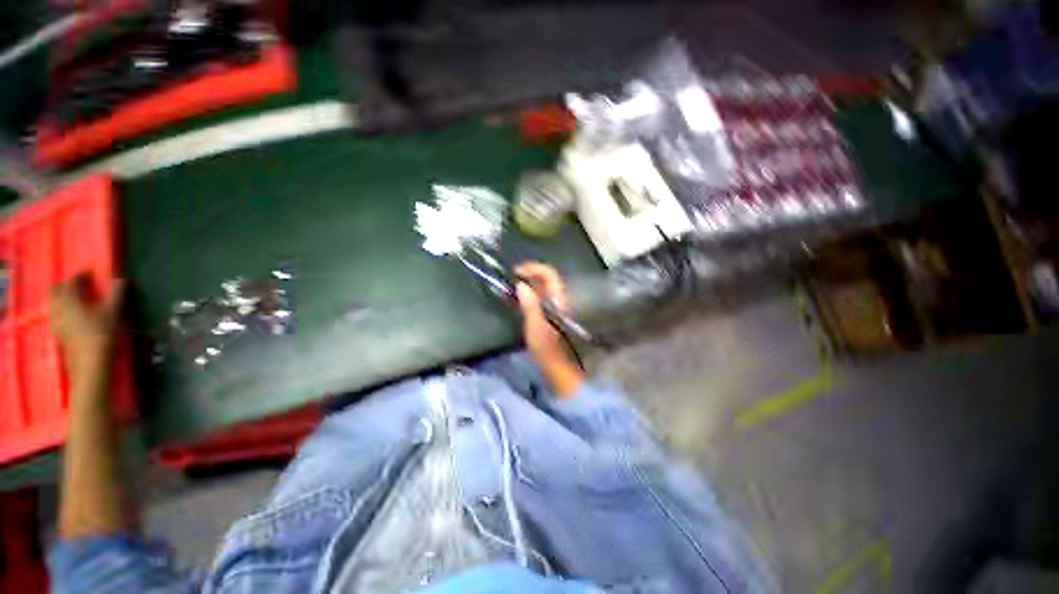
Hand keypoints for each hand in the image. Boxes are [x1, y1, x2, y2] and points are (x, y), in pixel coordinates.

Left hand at [49, 274, 124, 370]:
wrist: (91, 363)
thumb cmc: (102, 334)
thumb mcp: (114, 312)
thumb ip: (117, 294)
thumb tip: (121, 279)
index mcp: (70, 299)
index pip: (72, 281)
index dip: (81, 275)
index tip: (91, 274)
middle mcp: (59, 307)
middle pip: (55, 290)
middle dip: (65, 285)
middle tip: (78, 284)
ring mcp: (56, 321)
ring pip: (52, 303)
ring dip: (61, 297)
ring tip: (74, 298)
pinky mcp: (58, 332)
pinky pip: (55, 315)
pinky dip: (61, 310)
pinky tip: (70, 315)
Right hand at [514, 262, 583, 396]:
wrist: (559, 370)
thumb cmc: (548, 351)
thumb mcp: (536, 327)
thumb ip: (530, 305)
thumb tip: (521, 285)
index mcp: (558, 301)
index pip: (549, 274)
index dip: (533, 268)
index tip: (515, 272)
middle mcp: (560, 300)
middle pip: (546, 279)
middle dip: (528, 276)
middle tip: (510, 281)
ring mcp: (556, 308)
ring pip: (542, 289)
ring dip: (527, 285)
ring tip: (511, 290)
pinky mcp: (550, 316)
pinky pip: (540, 298)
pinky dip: (529, 296)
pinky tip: (518, 301)